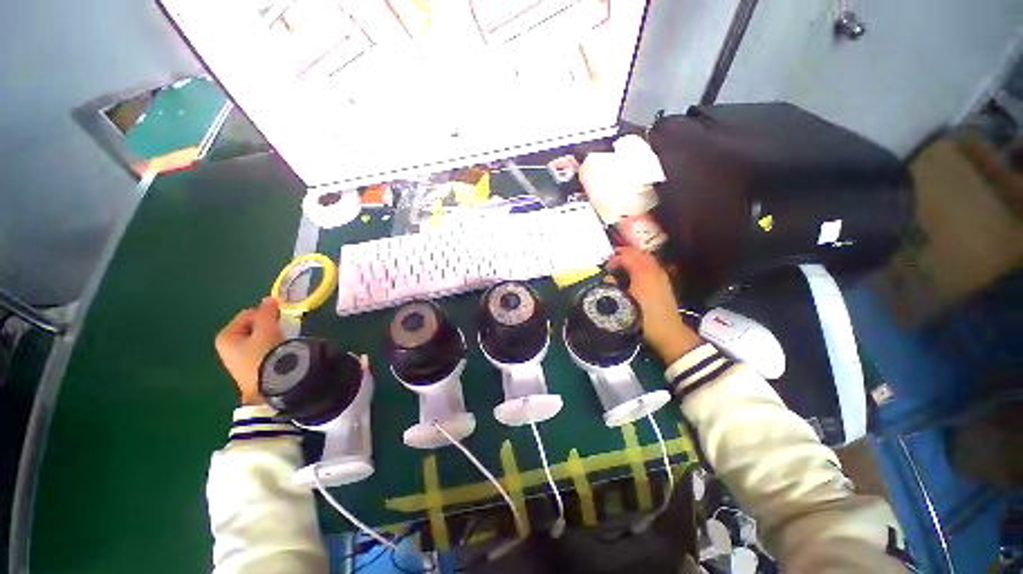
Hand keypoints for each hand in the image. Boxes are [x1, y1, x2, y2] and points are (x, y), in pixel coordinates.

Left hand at [214, 297, 282, 404]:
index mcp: (226, 336)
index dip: (267, 314)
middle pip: (254, 325)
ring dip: (272, 335)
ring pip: (260, 336)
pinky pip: (262, 347)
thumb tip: (269, 299)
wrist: (270, 387)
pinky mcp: (250, 366)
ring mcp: (238, 357)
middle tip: (282, 331)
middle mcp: (228, 345)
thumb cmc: (264, 356)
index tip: (280, 321)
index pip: (249, 313)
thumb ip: (267, 313)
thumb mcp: (267, 330)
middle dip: (269, 325)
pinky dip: (272, 346)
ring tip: (282, 342)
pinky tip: (279, 352)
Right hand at [608, 247, 701, 363]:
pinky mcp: (664, 282)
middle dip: (624, 254)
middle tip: (612, 260)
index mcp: (642, 272)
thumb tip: (608, 277)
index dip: (615, 258)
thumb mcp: (622, 302)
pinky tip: (634, 274)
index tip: (606, 267)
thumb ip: (613, 285)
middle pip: (638, 253)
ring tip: (621, 266)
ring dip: (633, 258)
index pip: (627, 255)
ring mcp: (661, 275)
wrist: (667, 331)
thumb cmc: (642, 317)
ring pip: (646, 258)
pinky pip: (651, 265)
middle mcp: (653, 269)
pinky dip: (641, 264)